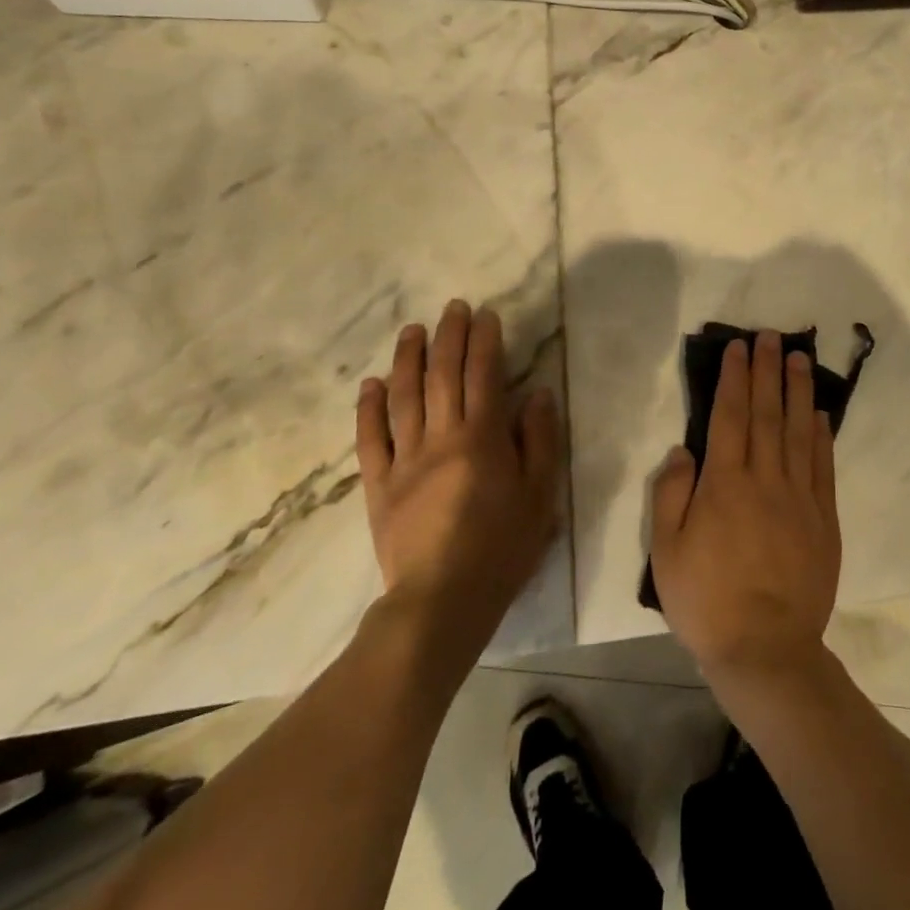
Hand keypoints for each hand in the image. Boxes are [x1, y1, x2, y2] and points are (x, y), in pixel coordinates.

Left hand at [354, 301, 561, 671]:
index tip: (485, 315)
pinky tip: (372, 383)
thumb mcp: (540, 495)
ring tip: (412, 329)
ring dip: (408, 359)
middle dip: (449, 337)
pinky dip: (369, 408)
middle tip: (452, 308)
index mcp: (482, 438)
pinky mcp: (379, 486)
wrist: (442, 602)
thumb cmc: (502, 548)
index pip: (483, 375)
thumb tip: (537, 393)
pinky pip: (370, 440)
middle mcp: (441, 437)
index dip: (484, 341)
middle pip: (442, 376)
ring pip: (404, 398)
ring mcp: (405, 460)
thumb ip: (539, 440)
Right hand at [650, 332, 840, 681]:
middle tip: (772, 336)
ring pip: (799, 431)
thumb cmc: (707, 601)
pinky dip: (821, 435)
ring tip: (800, 358)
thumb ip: (671, 494)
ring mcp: (800, 497)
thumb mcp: (666, 552)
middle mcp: (765, 479)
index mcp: (725, 484)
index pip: (731, 416)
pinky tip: (819, 413)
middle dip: (769, 371)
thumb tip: (684, 450)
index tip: (740, 348)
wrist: (766, 650)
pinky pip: (823, 466)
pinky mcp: (824, 519)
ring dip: (799, 391)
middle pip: (767, 413)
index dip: (736, 378)